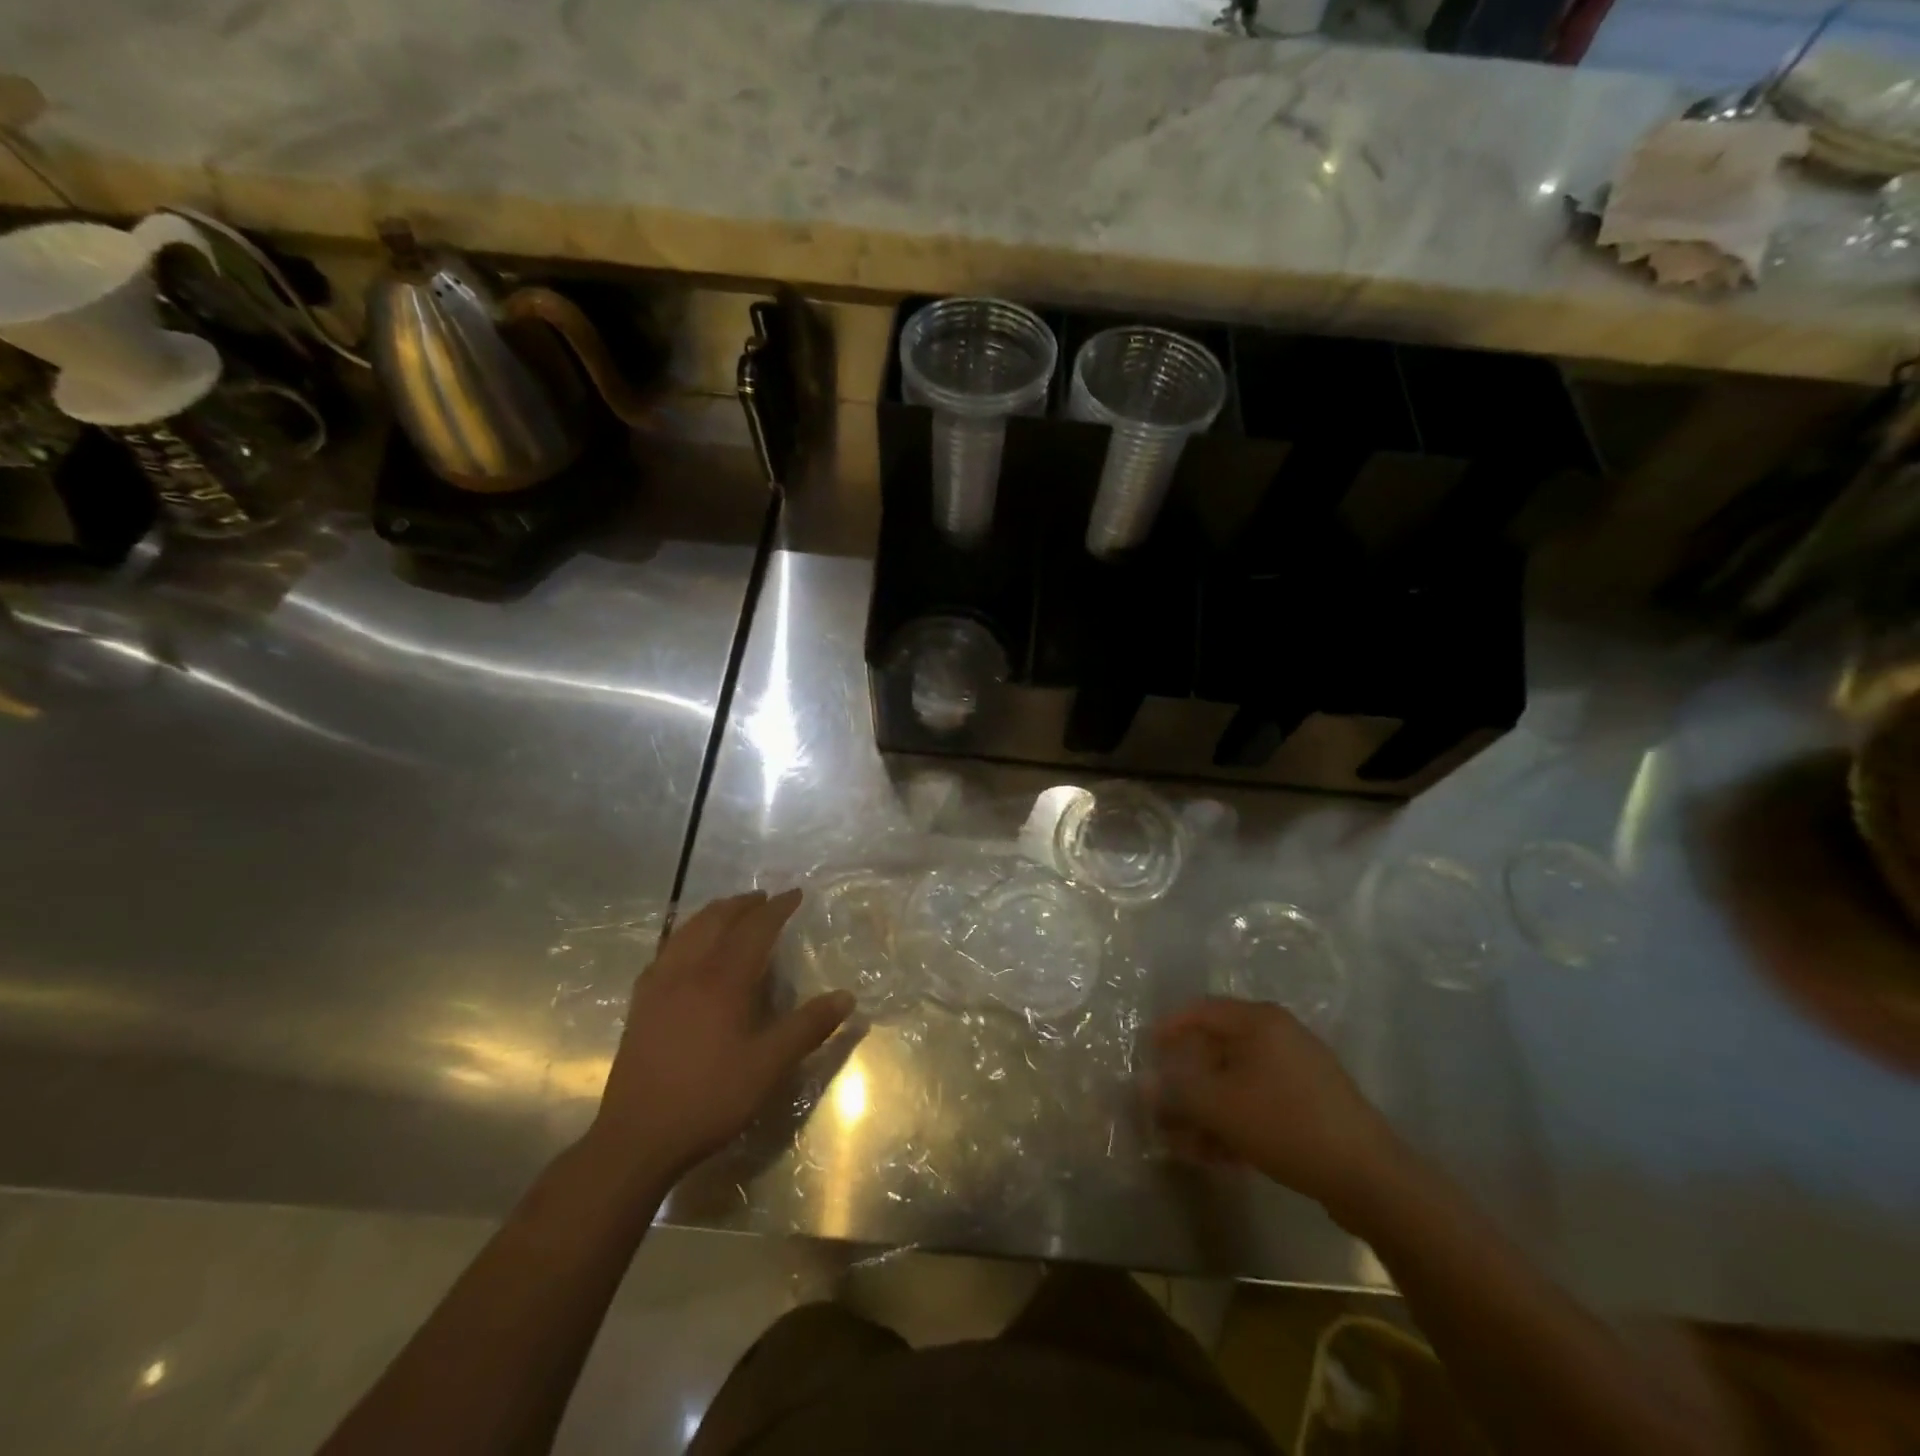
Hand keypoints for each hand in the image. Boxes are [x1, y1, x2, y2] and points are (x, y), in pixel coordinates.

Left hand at [582, 891, 853, 1190]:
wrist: (637, 1137)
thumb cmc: (710, 1098)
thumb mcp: (769, 1066)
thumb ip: (808, 1027)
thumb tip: (846, 997)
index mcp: (723, 980)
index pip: (755, 928)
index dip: (777, 908)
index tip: (795, 894)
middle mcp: (689, 971)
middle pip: (716, 920)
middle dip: (742, 904)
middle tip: (764, 898)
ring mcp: (659, 986)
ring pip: (686, 931)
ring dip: (712, 914)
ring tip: (729, 912)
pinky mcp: (640, 1004)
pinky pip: (665, 952)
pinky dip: (684, 936)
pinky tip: (685, 949)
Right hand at [1148, 998, 1405, 1218]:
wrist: (1369, 1177)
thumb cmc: (1285, 1123)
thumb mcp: (1220, 1107)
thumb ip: (1176, 1091)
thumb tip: (1142, 1083)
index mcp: (1258, 1021)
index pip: (1200, 1010)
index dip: (1168, 1029)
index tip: (1144, 1052)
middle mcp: (1278, 1036)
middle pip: (1217, 1050)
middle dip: (1186, 1084)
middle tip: (1162, 1110)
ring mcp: (1298, 1071)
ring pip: (1236, 1083)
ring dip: (1207, 1111)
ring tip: (1184, 1145)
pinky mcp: (1311, 1106)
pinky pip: (1259, 1104)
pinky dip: (1235, 1123)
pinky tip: (1217, 1157)